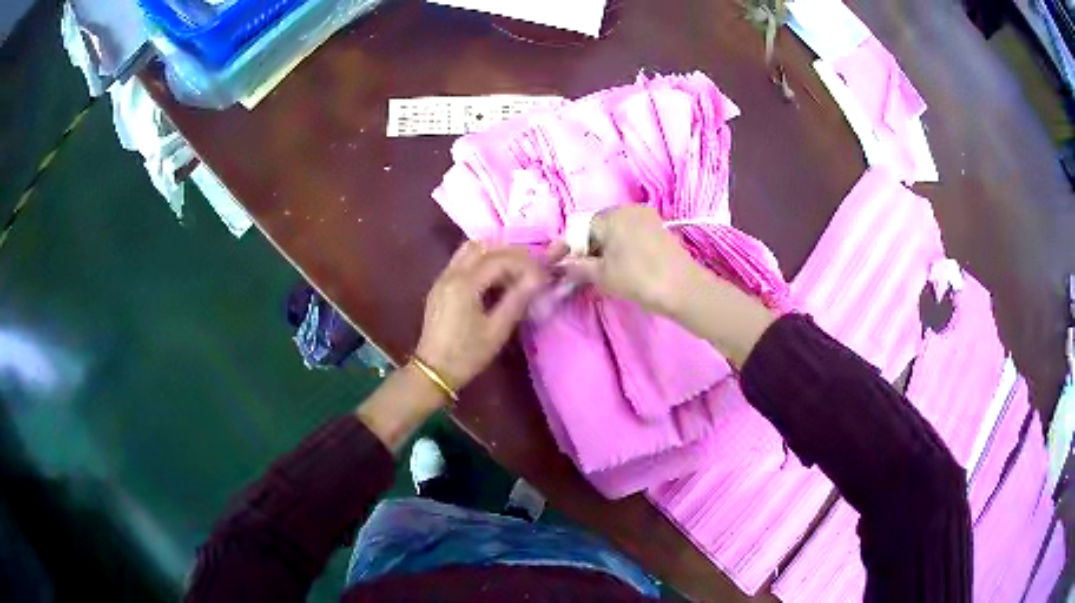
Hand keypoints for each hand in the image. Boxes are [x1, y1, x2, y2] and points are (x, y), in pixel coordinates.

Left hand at [415, 241, 554, 391]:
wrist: (433, 371)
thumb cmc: (467, 354)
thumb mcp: (497, 329)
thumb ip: (518, 299)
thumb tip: (539, 277)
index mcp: (465, 283)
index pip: (500, 259)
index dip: (526, 263)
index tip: (543, 274)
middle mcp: (451, 273)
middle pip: (484, 247)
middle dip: (511, 254)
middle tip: (531, 269)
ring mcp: (443, 277)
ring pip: (471, 251)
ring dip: (495, 255)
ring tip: (515, 273)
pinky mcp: (440, 286)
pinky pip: (463, 262)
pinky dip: (482, 263)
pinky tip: (495, 281)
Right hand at [561, 206, 701, 316]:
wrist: (683, 289)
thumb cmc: (638, 278)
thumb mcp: (602, 275)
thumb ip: (577, 267)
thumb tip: (560, 265)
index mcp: (611, 215)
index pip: (579, 228)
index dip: (566, 248)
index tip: (554, 265)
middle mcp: (629, 209)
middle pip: (598, 228)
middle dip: (586, 249)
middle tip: (579, 273)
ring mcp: (647, 218)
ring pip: (615, 233)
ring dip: (603, 251)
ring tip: (599, 274)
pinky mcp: (660, 231)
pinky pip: (631, 237)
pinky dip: (621, 250)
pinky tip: (620, 269)